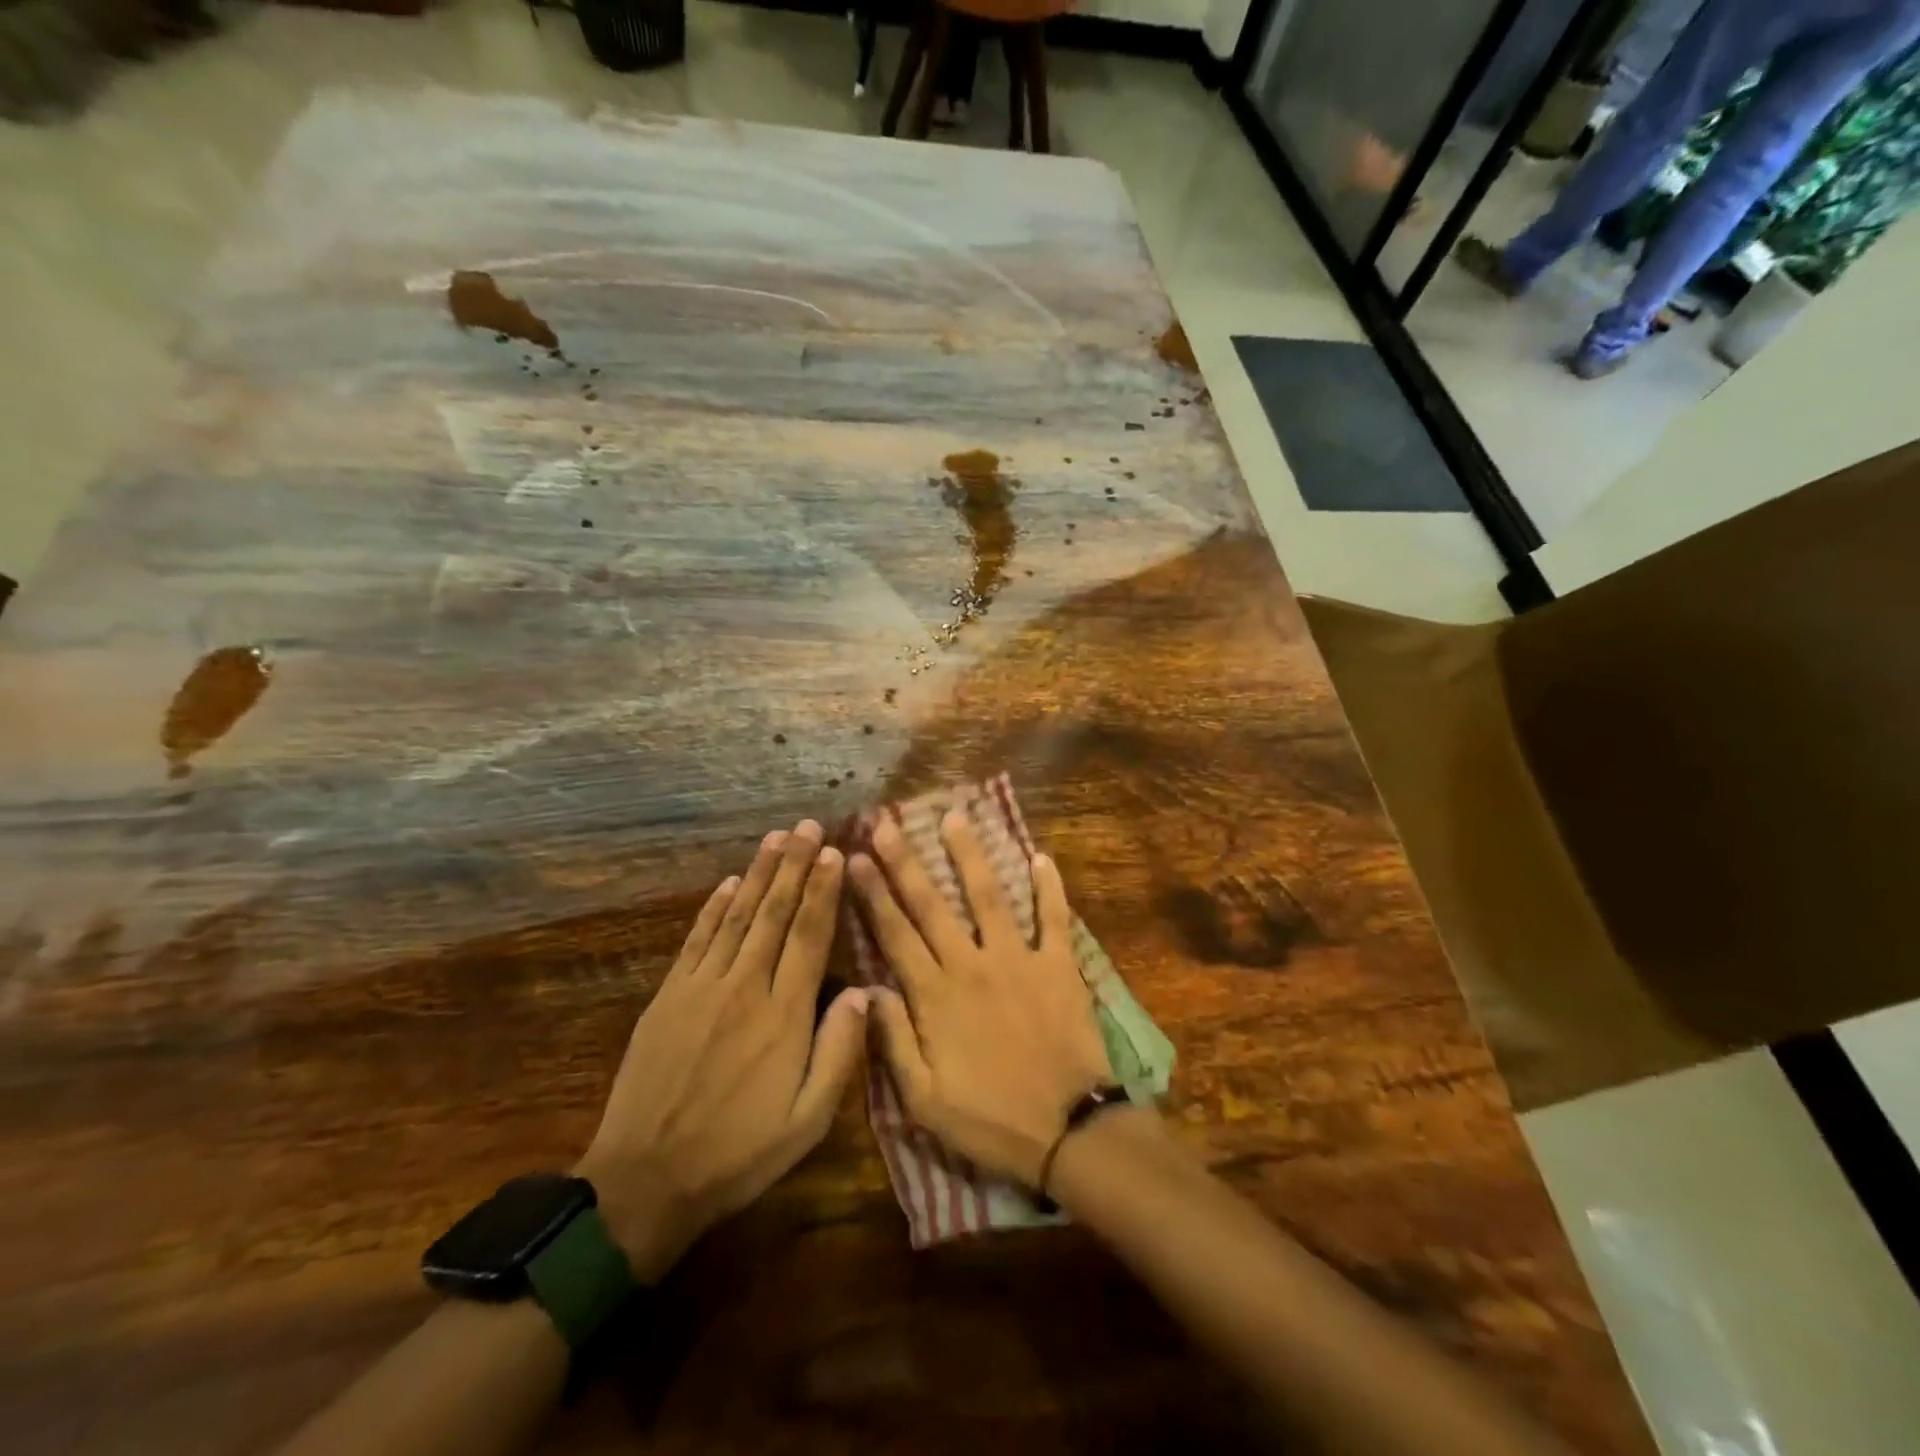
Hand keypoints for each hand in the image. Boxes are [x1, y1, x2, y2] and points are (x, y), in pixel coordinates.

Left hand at [576, 821, 868, 1279]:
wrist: (644, 1181)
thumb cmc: (738, 1154)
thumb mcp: (807, 1121)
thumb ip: (840, 1052)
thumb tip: (866, 992)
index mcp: (784, 1014)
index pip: (809, 936)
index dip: (823, 891)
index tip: (834, 852)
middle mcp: (745, 986)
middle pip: (774, 913)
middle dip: (793, 865)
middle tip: (806, 826)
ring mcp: (701, 987)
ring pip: (737, 916)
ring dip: (758, 873)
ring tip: (774, 838)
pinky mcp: (669, 996)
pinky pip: (697, 939)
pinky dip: (714, 907)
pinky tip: (728, 883)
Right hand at [848, 797, 1112, 1187]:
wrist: (1069, 1130)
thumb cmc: (991, 1120)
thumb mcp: (924, 1100)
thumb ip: (893, 1041)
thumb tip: (867, 989)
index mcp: (935, 996)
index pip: (895, 934)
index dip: (872, 894)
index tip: (855, 857)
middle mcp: (971, 964)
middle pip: (931, 904)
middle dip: (905, 861)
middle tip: (887, 823)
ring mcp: (1018, 959)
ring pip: (988, 896)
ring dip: (970, 855)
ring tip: (955, 817)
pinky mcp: (1058, 965)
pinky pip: (1054, 918)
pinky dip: (1049, 888)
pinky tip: (1041, 857)